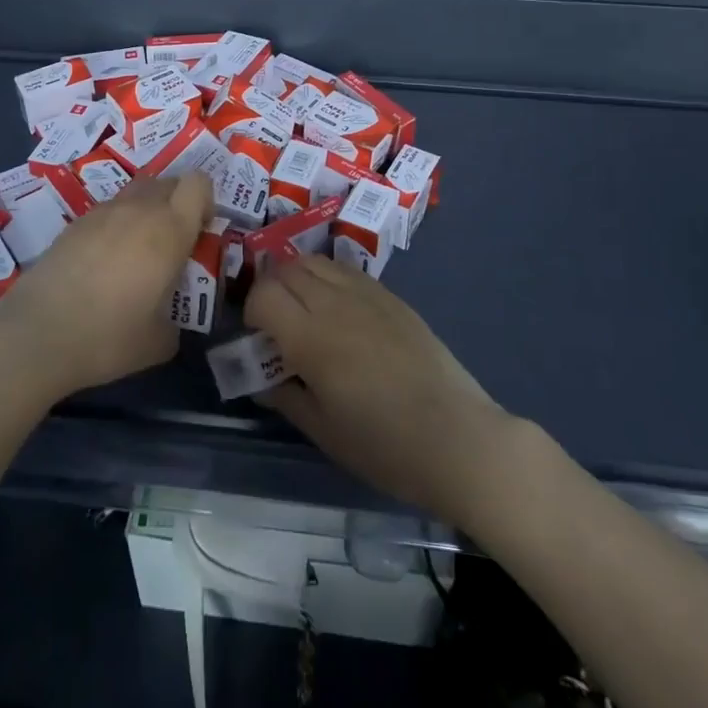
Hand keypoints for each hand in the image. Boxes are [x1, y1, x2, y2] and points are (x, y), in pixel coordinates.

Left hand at [0, 173, 211, 400]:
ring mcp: (103, 211)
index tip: (199, 231)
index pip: (198, 183)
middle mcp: (139, 209)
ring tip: (137, 251)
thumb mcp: (159, 342)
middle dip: (177, 203)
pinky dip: (116, 224)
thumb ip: (176, 320)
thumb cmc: (108, 337)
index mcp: (170, 230)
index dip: (205, 200)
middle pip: (169, 181)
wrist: (37, 334)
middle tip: (172, 242)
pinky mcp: (75, 222)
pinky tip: (104, 261)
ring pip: (137, 191)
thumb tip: (170, 319)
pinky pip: (109, 209)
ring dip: (146, 210)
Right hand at [246, 256, 515, 528]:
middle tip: (275, 322)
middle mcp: (335, 302)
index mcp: (312, 337)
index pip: (264, 293)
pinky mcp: (391, 296)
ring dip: (298, 277)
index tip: (257, 337)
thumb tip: (260, 378)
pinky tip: (338, 310)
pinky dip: (328, 278)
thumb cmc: (384, 445)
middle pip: (286, 269)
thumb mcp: (323, 431)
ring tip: (304, 311)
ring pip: (316, 261)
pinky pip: (346, 270)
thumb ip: (285, 396)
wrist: (457, 437)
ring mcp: (367, 293)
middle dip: (270, 288)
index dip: (251, 309)